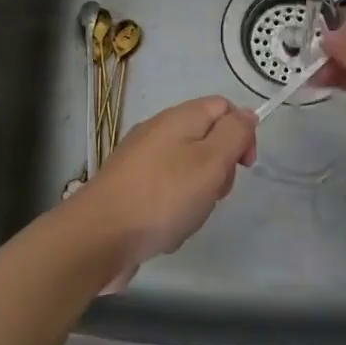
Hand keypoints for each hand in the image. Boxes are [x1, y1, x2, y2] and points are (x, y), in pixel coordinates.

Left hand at [72, 95, 255, 284]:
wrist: (98, 237)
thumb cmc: (163, 197)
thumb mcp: (211, 161)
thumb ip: (234, 134)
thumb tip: (247, 113)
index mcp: (179, 118)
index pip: (223, 107)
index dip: (241, 132)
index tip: (244, 166)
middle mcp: (158, 132)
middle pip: (206, 141)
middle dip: (219, 171)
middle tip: (212, 195)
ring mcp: (140, 161)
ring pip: (188, 172)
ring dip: (197, 197)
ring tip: (186, 219)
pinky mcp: (128, 188)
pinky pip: (165, 194)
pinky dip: (173, 212)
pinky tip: (166, 231)